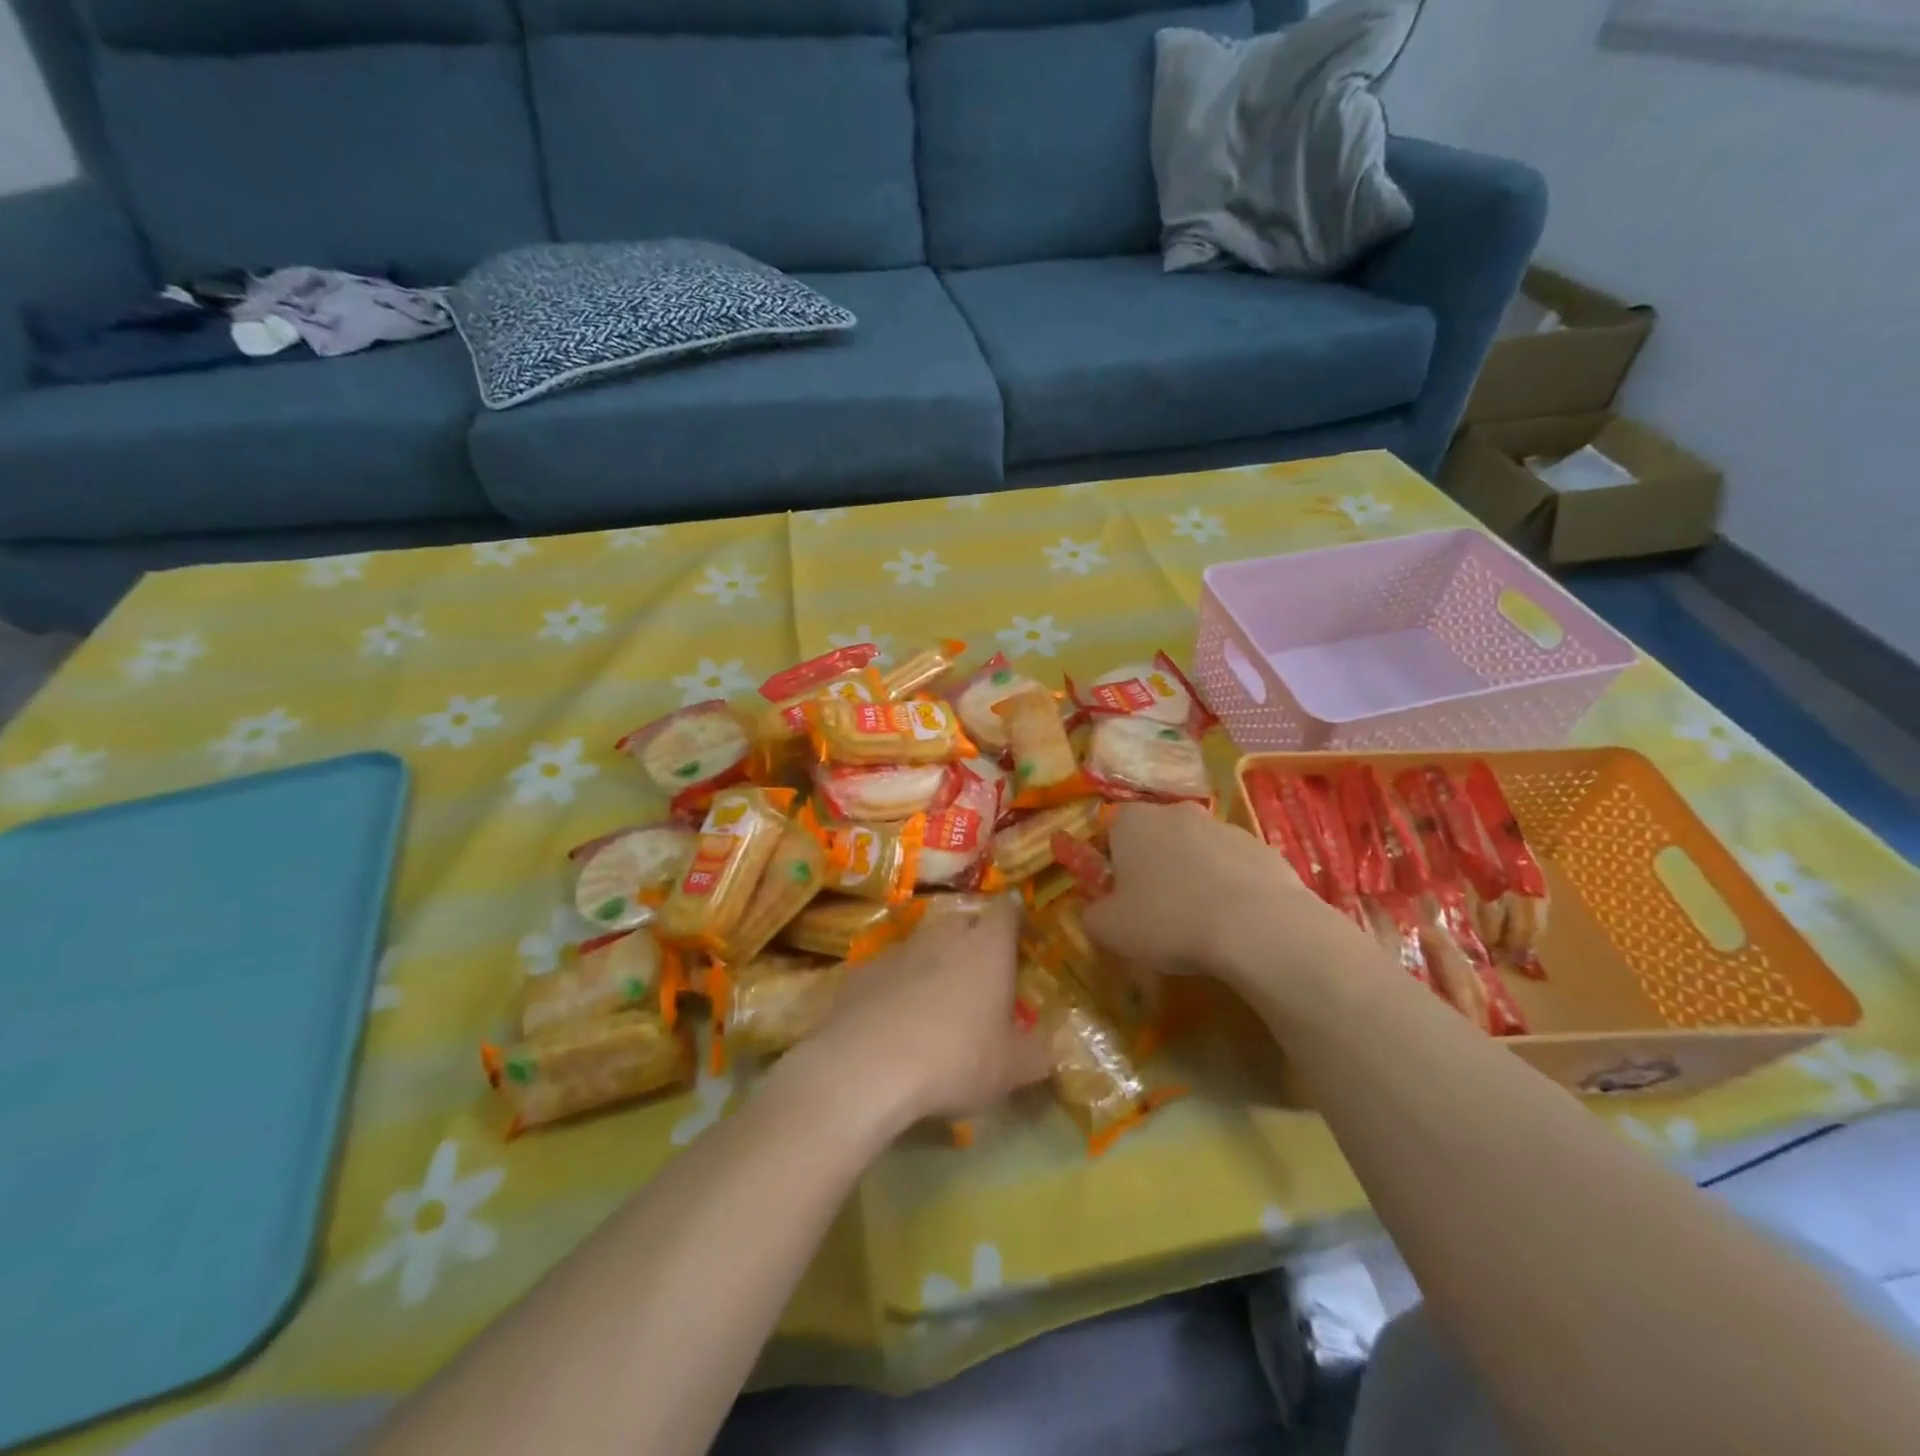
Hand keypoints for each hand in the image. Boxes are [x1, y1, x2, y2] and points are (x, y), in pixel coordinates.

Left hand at [803, 896, 1052, 1126]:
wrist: (867, 1065)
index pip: (1006, 910)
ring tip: (936, 1000)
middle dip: (973, 939)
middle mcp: (944, 934)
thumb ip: (1038, 1052)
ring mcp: (899, 948)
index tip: (1019, 936)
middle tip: (981, 973)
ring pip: (923, 944)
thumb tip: (1051, 1046)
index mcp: (987, 946)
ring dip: (933, 962)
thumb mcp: (1013, 1068)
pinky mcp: (862, 970)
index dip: (1014, 919)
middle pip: (963, 921)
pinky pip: (889, 970)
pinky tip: (895, 1020)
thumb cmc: (956, 1057)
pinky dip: (897, 985)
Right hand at [1083, 802, 1362, 993]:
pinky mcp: (1261, 847)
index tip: (1118, 899)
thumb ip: (1092, 914)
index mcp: (1132, 821)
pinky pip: (1233, 867)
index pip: (1109, 834)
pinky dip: (1229, 887)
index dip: (1111, 867)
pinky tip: (1232, 922)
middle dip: (1153, 868)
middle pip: (1155, 839)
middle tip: (1155, 911)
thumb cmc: (1168, 920)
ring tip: (1198, 922)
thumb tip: (1096, 910)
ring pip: (1196, 851)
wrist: (1257, 926)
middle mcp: (1176, 811)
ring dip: (1192, 876)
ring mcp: (1223, 826)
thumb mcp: (1109, 929)